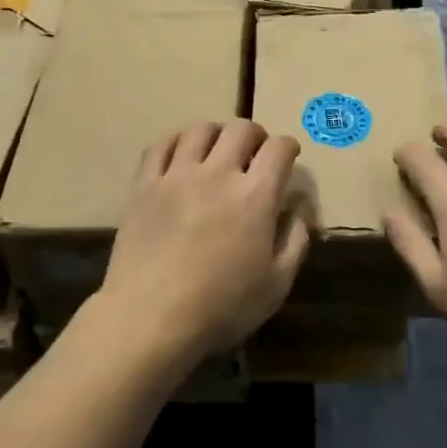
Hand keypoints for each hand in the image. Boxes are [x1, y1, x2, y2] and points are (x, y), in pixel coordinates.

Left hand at [95, 120, 310, 366]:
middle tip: (255, 152)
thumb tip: (301, 204)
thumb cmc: (221, 307)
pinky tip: (181, 152)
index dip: (288, 147)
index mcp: (255, 196)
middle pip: (241, 129)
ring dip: (217, 133)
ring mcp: (178, 174)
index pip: (279, 149)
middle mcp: (218, 173)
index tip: (288, 156)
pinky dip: (176, 140)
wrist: (150, 318)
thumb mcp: (276, 284)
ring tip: (218, 148)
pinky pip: (161, 145)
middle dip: (256, 135)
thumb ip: (296, 238)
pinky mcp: (145, 184)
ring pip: (200, 130)